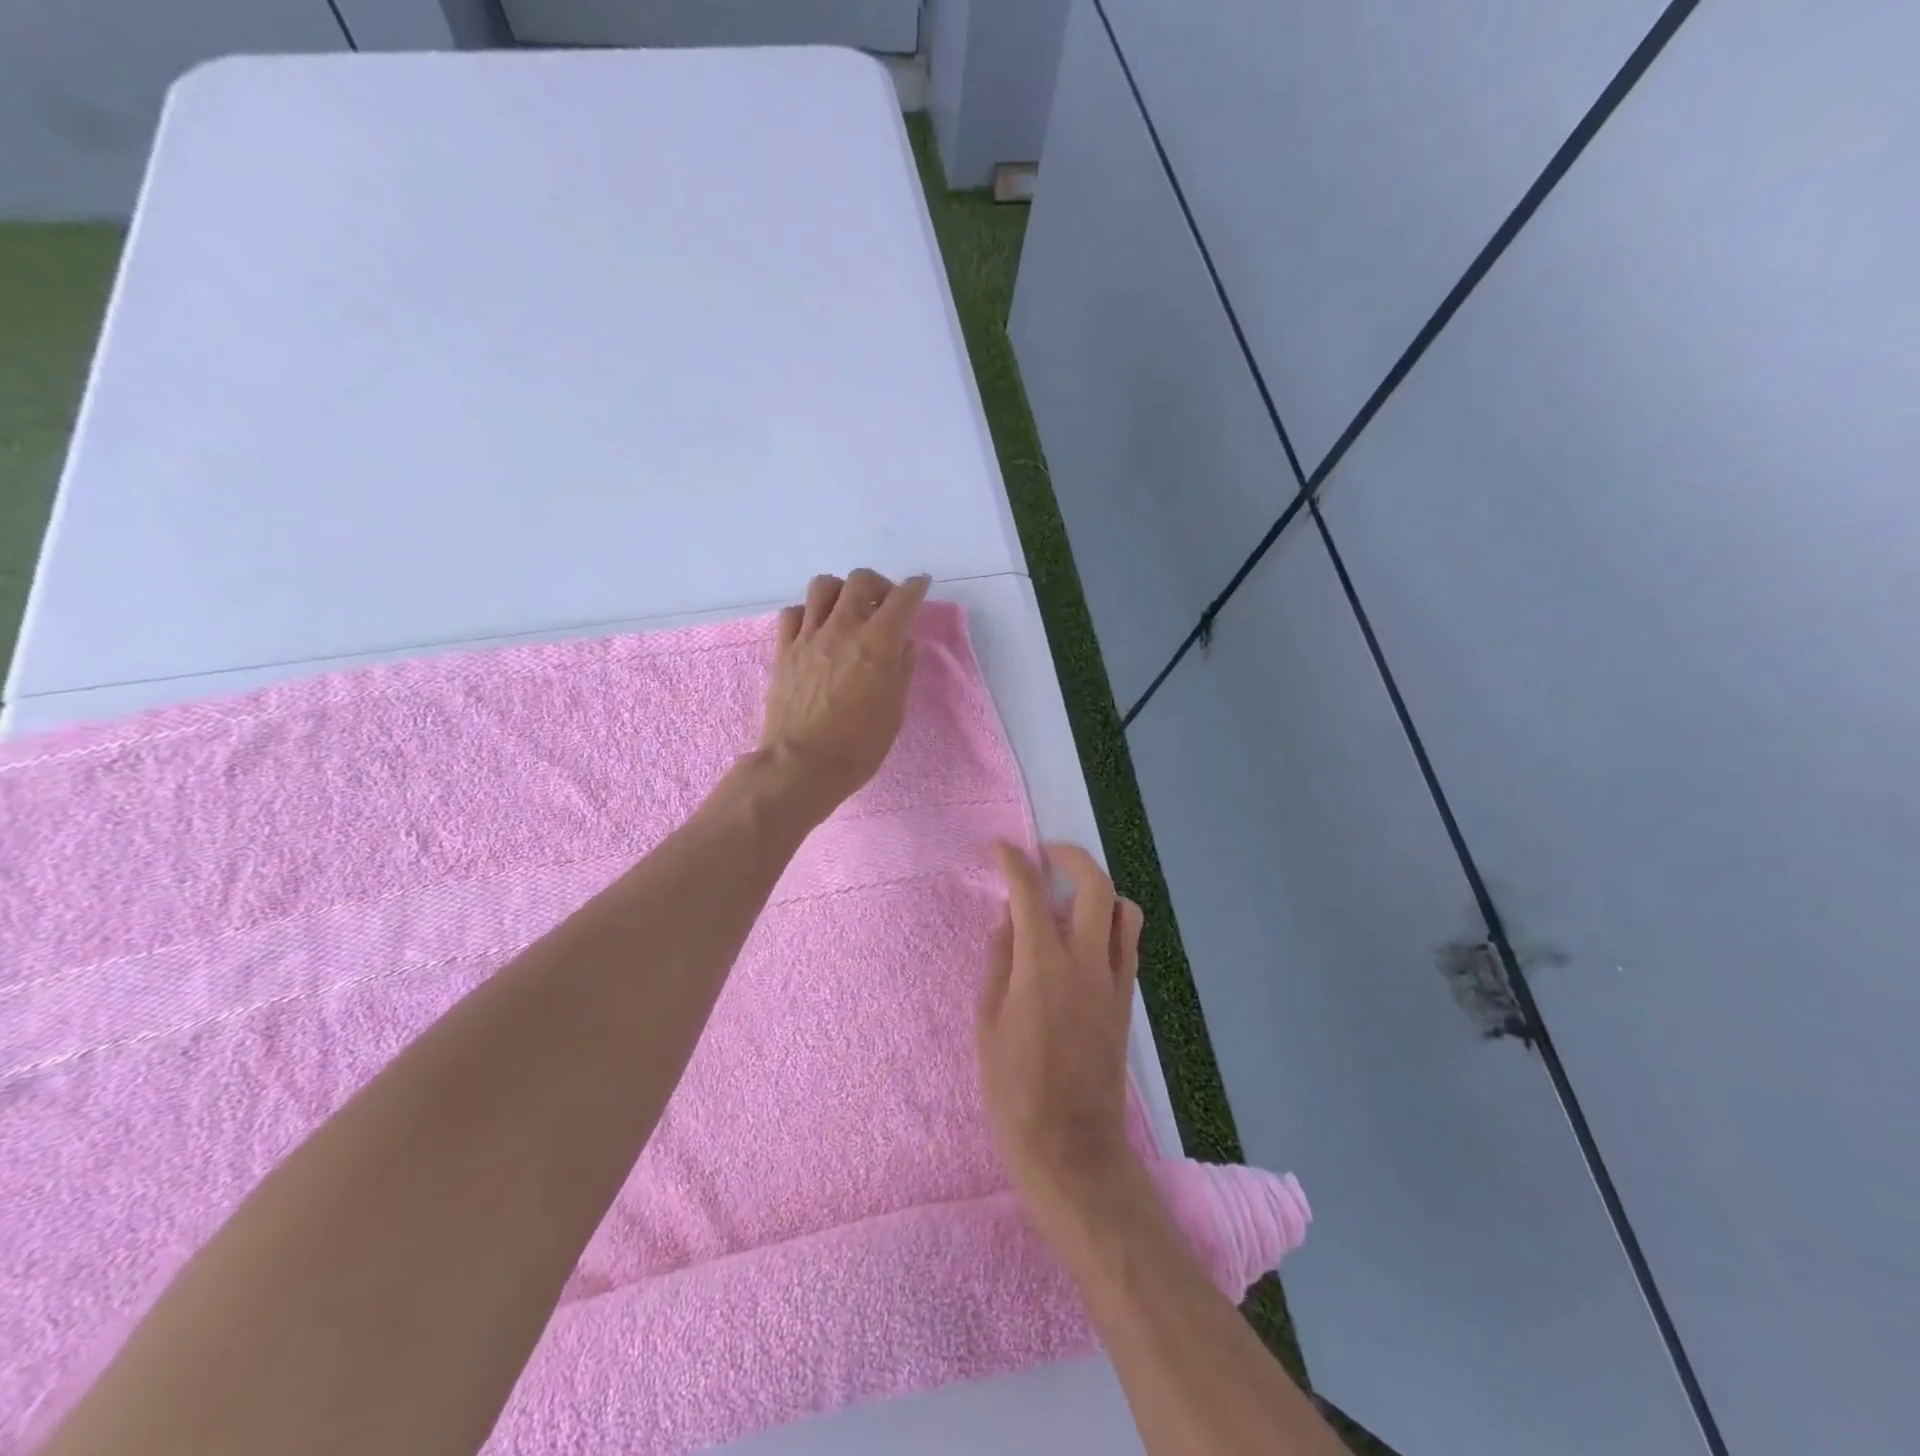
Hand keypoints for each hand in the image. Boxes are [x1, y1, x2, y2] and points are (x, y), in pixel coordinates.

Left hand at [758, 570, 930, 823]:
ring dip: (841, 591)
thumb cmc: (859, 746)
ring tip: (847, 610)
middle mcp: (843, 629)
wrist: (802, 765)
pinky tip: (815, 629)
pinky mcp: (784, 650)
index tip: (921, 585)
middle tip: (884, 603)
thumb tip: (908, 643)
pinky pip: (792, 613)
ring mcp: (809, 637)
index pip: (902, 599)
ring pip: (823, 586)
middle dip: (878, 584)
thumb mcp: (894, 712)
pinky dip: (807, 612)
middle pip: (860, 580)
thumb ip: (902, 671)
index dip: (916, 587)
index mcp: (878, 643)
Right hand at [977, 841, 1148, 1247]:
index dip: (1015, 863)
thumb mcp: (989, 1024)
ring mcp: (1114, 981)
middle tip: (1045, 854)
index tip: (1002, 848)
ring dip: (1098, 889)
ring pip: (1123, 911)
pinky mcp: (1127, 1002)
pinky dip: (1108, 923)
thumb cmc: (1015, 1092)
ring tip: (1069, 895)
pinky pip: (1125, 944)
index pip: (1031, 894)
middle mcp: (1086, 963)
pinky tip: (1082, 937)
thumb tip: (1009, 921)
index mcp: (1043, 967)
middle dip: (1071, 857)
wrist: (1073, 1150)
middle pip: (1095, 886)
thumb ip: (999, 963)